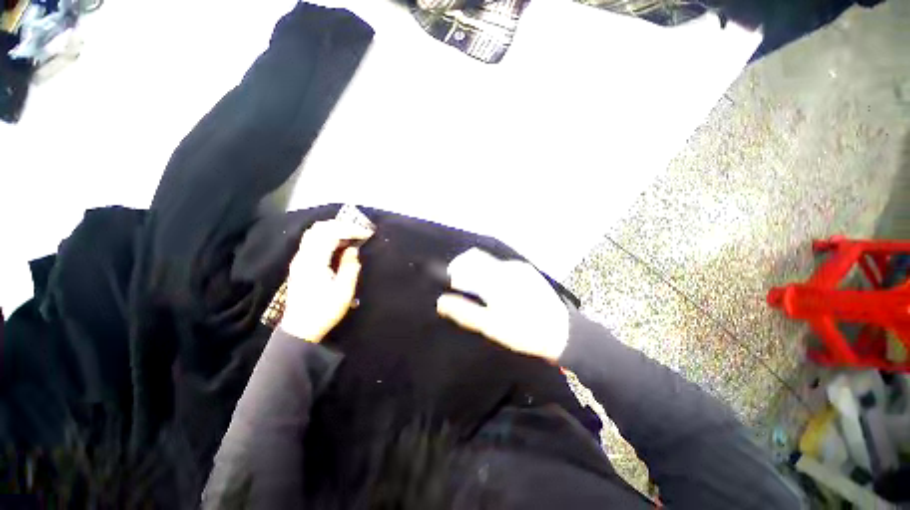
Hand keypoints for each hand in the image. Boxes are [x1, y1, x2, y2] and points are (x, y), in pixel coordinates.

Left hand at [280, 220, 373, 341]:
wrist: (300, 329)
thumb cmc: (324, 311)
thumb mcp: (344, 291)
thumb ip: (350, 267)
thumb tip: (353, 250)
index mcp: (314, 262)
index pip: (330, 234)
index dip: (350, 229)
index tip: (367, 233)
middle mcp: (303, 256)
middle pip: (319, 228)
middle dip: (342, 225)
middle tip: (360, 231)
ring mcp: (299, 259)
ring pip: (314, 233)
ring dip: (334, 229)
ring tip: (352, 235)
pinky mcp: (300, 264)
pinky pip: (313, 241)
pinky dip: (327, 236)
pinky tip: (339, 244)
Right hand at [436, 248, 569, 362]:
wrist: (563, 333)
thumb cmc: (524, 331)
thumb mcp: (491, 326)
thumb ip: (465, 311)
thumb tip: (441, 301)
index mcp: (497, 278)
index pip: (467, 262)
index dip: (455, 270)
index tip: (452, 286)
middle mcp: (507, 266)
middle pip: (477, 257)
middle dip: (464, 269)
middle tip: (462, 289)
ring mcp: (519, 267)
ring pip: (489, 262)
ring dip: (478, 271)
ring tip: (479, 293)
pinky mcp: (527, 271)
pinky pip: (502, 266)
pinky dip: (491, 273)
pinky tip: (496, 291)